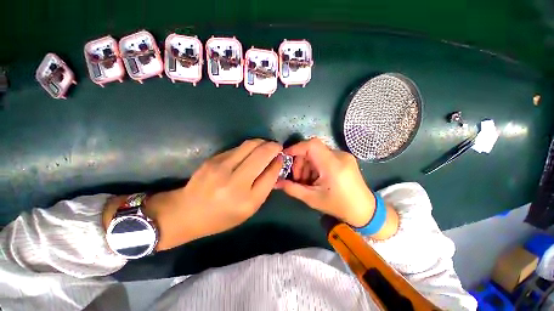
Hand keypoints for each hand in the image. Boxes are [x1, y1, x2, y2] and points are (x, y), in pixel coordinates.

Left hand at [104, 139, 282, 250]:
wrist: (186, 212)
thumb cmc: (221, 216)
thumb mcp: (249, 209)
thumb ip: (265, 186)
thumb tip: (275, 164)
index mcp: (246, 200)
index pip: (270, 173)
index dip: (279, 162)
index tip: (281, 157)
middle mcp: (235, 181)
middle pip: (261, 153)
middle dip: (273, 147)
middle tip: (277, 147)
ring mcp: (221, 166)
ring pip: (250, 145)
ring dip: (262, 143)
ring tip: (266, 146)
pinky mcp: (214, 158)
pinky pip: (239, 147)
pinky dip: (250, 146)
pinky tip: (251, 151)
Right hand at [275, 138, 374, 226]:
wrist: (365, 211)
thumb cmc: (339, 206)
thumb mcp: (312, 199)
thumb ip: (292, 189)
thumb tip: (275, 182)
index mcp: (333, 165)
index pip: (312, 145)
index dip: (296, 148)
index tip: (285, 157)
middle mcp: (339, 156)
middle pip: (312, 149)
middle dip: (300, 161)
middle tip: (297, 177)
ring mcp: (343, 156)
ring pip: (317, 152)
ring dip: (307, 164)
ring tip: (306, 180)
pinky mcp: (344, 158)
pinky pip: (324, 156)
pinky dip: (315, 165)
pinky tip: (315, 178)